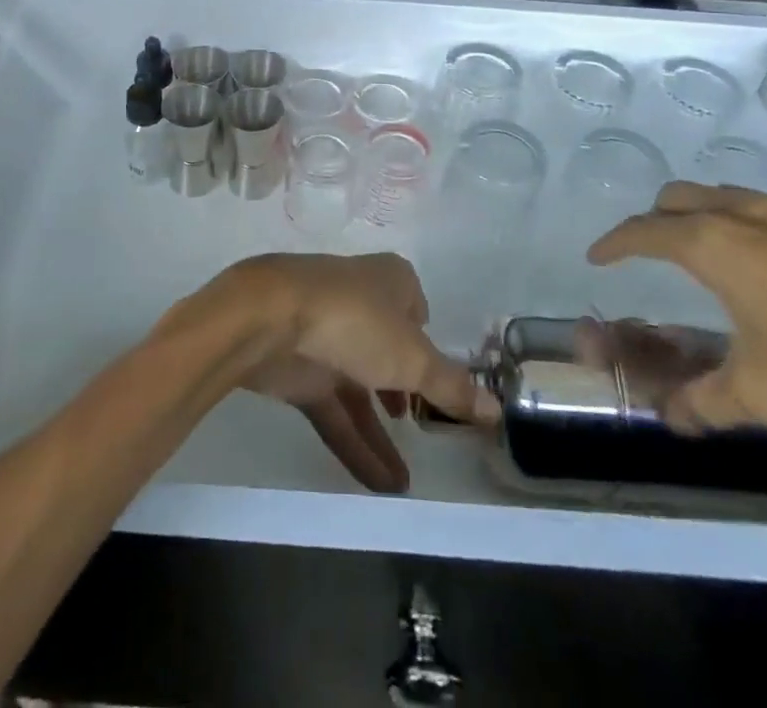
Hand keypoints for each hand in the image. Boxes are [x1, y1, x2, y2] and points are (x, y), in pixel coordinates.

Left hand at [216, 253, 498, 491]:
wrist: (268, 319)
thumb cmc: (354, 320)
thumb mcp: (413, 357)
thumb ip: (452, 387)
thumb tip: (498, 411)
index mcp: (390, 281)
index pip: (417, 310)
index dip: (429, 344)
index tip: (443, 383)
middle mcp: (360, 303)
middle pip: (389, 350)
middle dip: (405, 390)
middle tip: (427, 432)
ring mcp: (327, 337)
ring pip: (361, 388)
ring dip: (381, 433)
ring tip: (408, 484)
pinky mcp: (300, 370)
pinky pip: (335, 411)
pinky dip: (355, 444)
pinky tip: (380, 485)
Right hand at [585, 182, 766, 431]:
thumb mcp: (765, 392)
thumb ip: (709, 403)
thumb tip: (672, 420)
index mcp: (712, 243)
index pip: (643, 231)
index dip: (615, 243)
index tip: (598, 256)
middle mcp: (746, 214)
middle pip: (681, 196)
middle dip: (658, 218)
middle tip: (654, 249)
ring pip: (732, 196)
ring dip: (709, 214)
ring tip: (717, 252)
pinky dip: (766, 227)